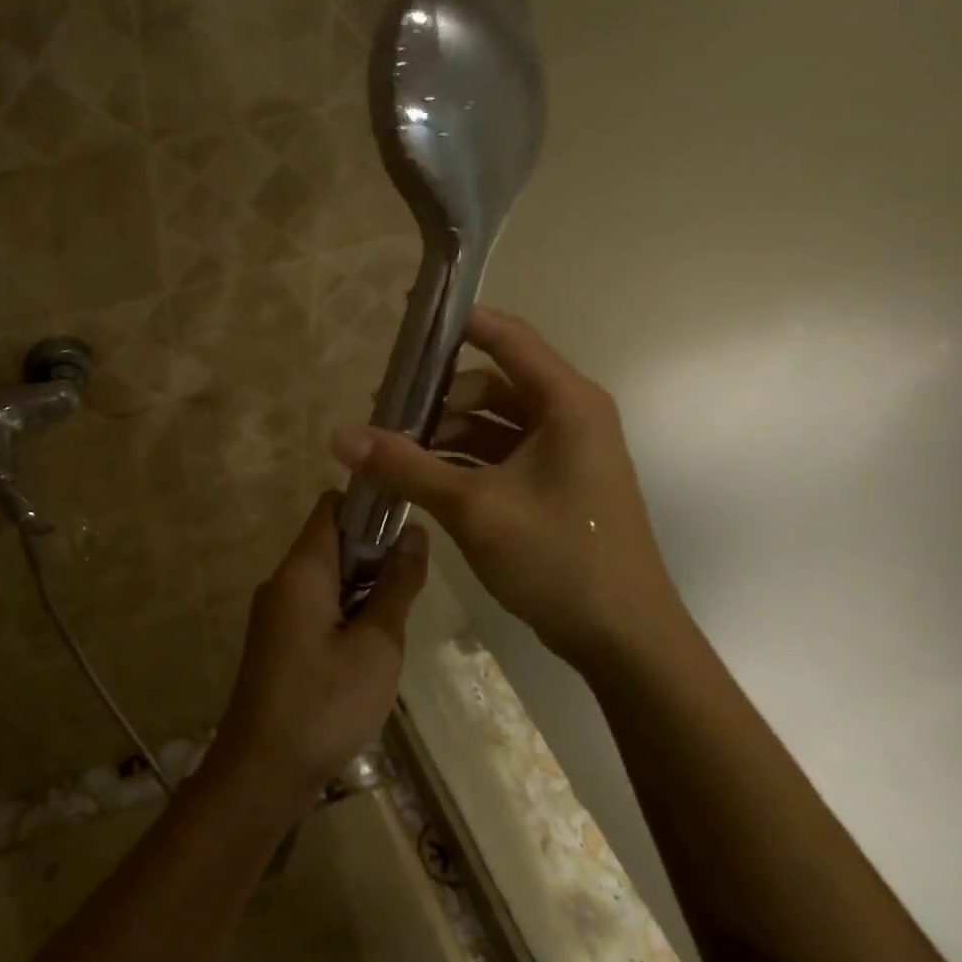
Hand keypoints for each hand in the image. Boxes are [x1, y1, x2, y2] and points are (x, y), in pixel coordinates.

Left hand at [214, 493, 428, 806]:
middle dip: (373, 549)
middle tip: (413, 579)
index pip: (332, 505)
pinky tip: (372, 642)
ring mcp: (276, 610)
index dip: (370, 504)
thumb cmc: (325, 704)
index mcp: (302, 570)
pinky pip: (315, 603)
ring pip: (325, 573)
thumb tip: (415, 533)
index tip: (409, 524)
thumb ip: (397, 586)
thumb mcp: (377, 645)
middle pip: (329, 538)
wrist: (262, 770)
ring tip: (399, 613)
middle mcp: (282, 580)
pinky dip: (346, 607)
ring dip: (363, 582)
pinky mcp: (277, 638)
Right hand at [331, 307, 685, 675]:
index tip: (404, 320)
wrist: (623, 640)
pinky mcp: (551, 485)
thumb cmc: (558, 558)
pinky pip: (497, 455)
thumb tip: (339, 436)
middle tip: (384, 413)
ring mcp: (561, 453)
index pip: (506, 337)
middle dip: (436, 396)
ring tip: (392, 454)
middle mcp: (567, 417)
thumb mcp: (473, 508)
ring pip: (490, 423)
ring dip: (443, 433)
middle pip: (490, 383)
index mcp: (566, 404)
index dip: (456, 323)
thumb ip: (405, 467)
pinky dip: (459, 461)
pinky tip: (420, 479)